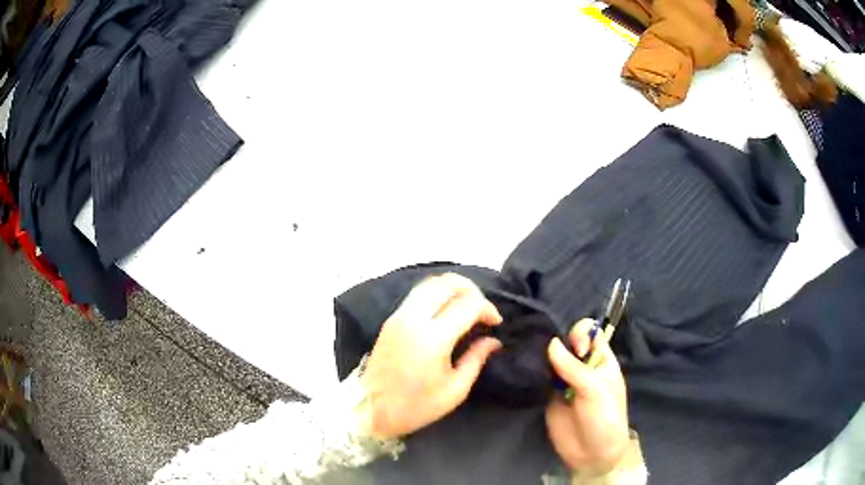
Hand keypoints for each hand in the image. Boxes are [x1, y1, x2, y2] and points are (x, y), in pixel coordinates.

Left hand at [360, 273, 502, 438]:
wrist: (370, 409)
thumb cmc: (416, 406)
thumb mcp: (454, 390)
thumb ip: (476, 359)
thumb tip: (493, 340)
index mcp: (433, 338)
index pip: (468, 303)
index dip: (488, 308)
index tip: (496, 323)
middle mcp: (414, 318)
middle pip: (447, 282)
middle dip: (472, 289)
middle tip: (482, 309)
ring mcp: (399, 315)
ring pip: (430, 283)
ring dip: (453, 288)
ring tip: (467, 306)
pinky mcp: (391, 319)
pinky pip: (418, 293)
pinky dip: (437, 293)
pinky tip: (447, 311)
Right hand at [546, 319, 629, 473]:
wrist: (592, 455)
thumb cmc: (604, 418)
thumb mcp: (595, 391)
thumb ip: (573, 368)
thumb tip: (550, 342)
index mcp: (601, 360)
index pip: (590, 333)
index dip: (580, 334)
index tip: (576, 349)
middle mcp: (582, 366)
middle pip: (567, 342)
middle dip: (558, 343)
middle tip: (550, 358)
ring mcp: (564, 381)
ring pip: (551, 359)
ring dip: (542, 356)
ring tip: (532, 360)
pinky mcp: (548, 395)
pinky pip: (540, 378)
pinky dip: (533, 372)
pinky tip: (525, 369)